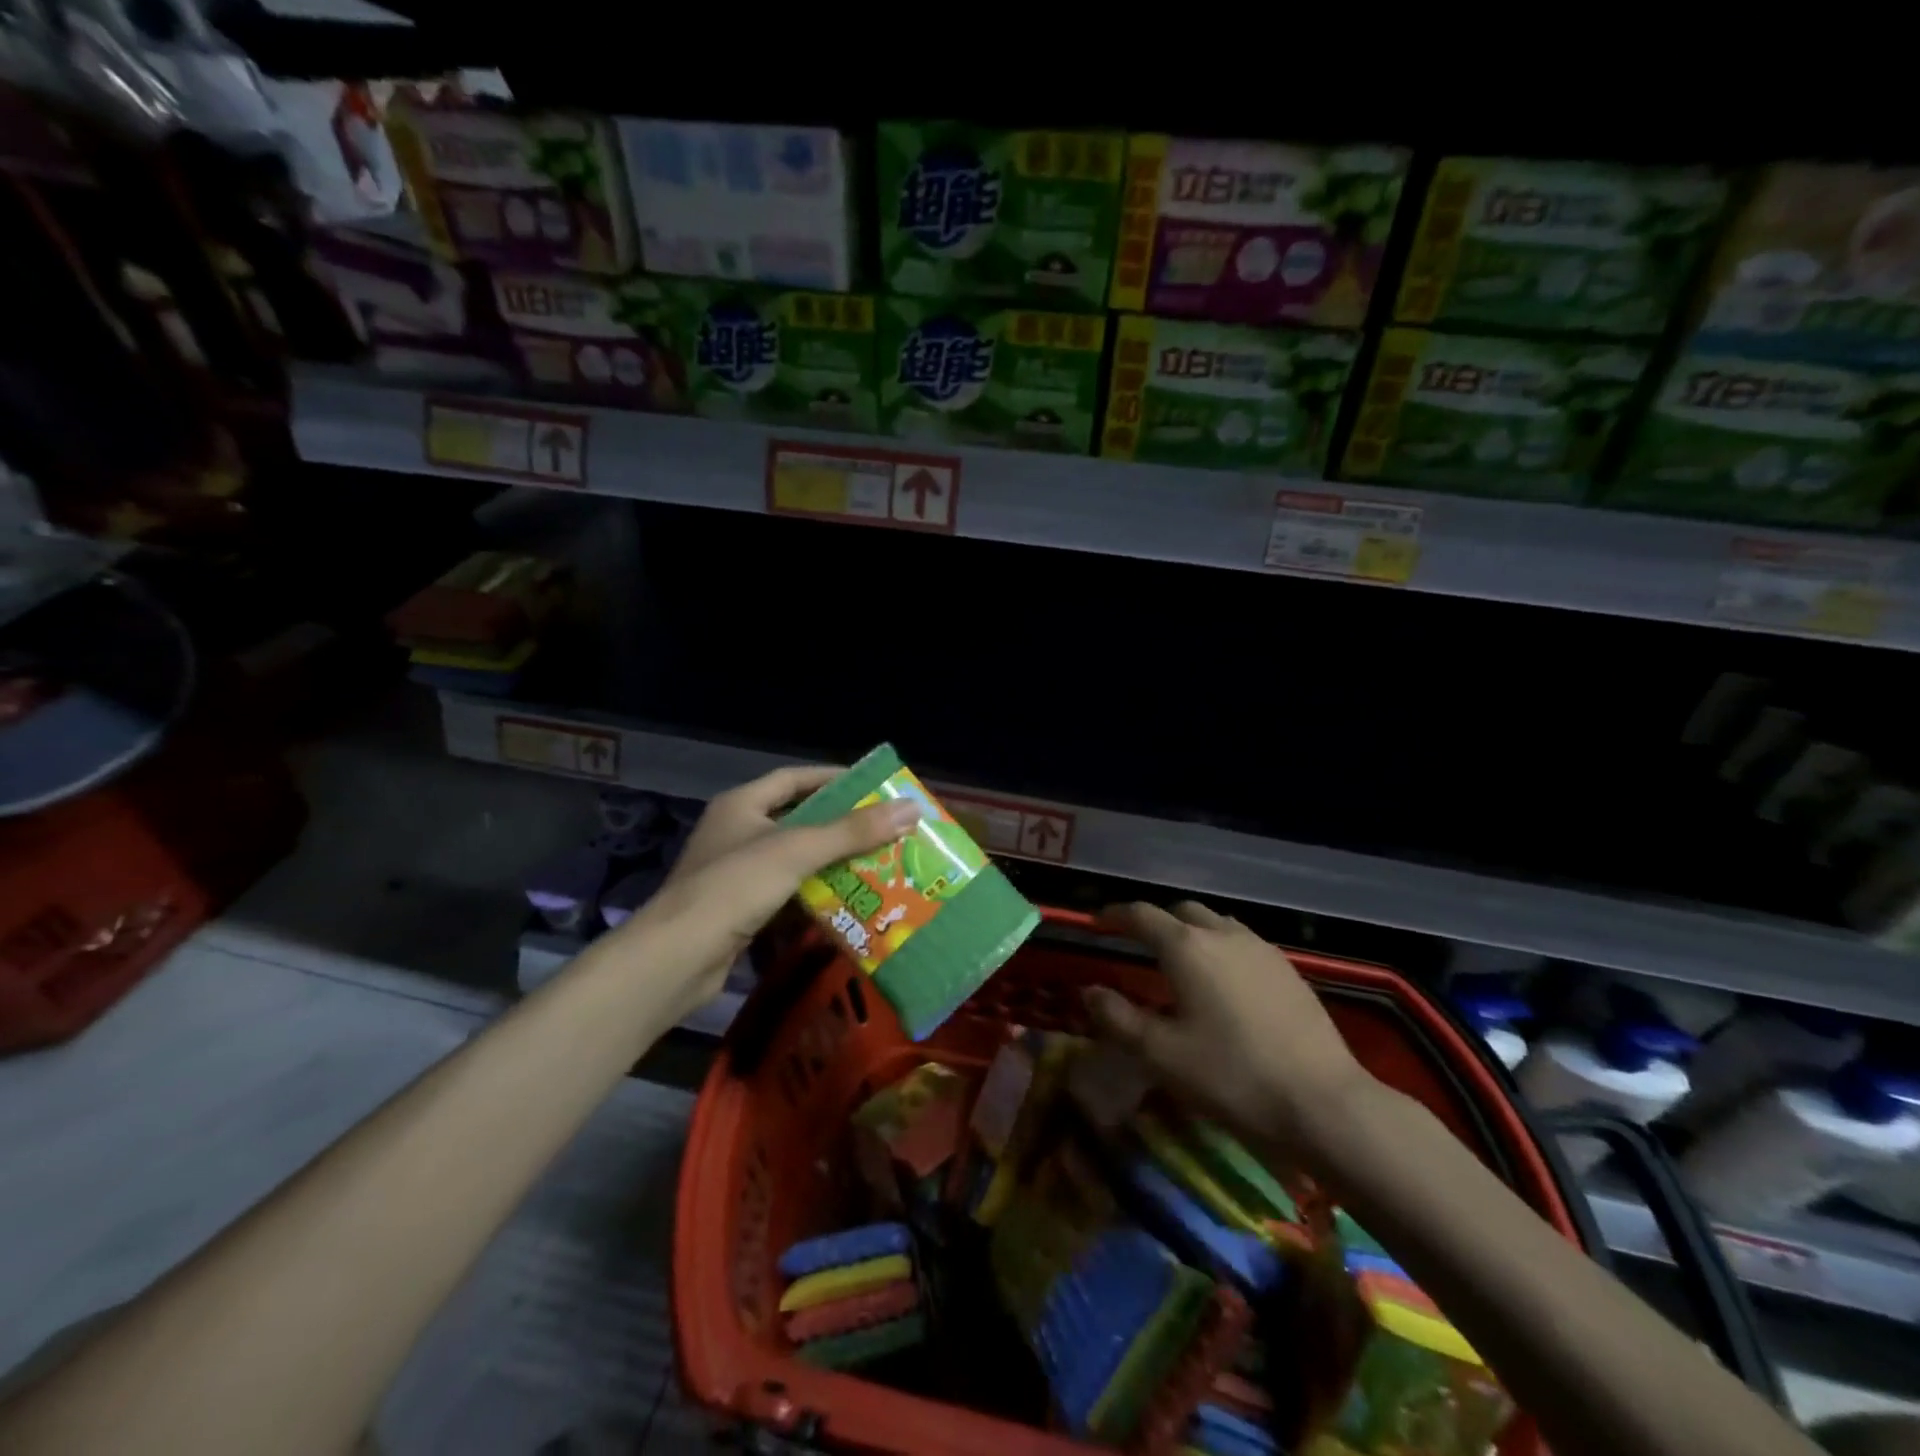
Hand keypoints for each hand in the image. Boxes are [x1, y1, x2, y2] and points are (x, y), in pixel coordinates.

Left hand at [623, 766, 919, 1013]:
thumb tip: (911, 808)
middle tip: (886, 831)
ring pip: (795, 861)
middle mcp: (737, 832)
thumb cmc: (734, 887)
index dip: (833, 779)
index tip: (873, 787)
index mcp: (742, 805)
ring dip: (832, 865)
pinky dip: (815, 898)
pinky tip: (847, 905)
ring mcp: (736, 874)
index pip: (794, 778)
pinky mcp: (740, 911)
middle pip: (798, 821)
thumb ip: (853, 831)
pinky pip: (787, 895)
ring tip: (878, 868)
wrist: (676, 959)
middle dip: (841, 828)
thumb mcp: (797, 850)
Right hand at [1083, 901, 1370, 1157]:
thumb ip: (1118, 1018)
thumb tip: (1090, 991)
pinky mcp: (1289, 970)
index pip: (1141, 915)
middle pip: (1182, 912)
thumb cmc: (1231, 1076)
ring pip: (1217, 924)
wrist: (1323, 1104)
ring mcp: (1261, 949)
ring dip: (1192, 931)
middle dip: (1156, 920)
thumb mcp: (1161, 1054)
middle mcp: (1223, 934)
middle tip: (1139, 942)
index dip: (1115, 915)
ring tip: (1182, 960)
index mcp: (1186, 947)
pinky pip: (1243, 943)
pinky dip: (1222, 949)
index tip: (1098, 922)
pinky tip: (1225, 982)